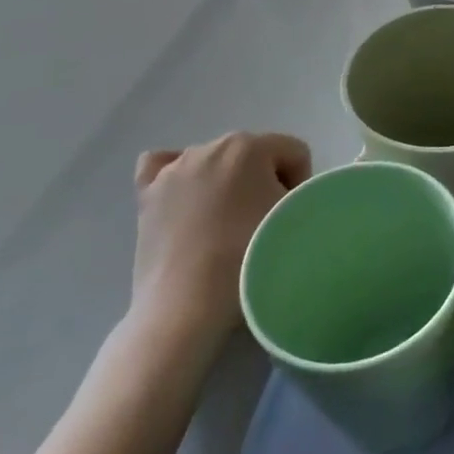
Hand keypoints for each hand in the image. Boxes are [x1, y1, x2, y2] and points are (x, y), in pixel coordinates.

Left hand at [131, 132, 311, 354]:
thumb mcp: (298, 219)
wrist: (188, 308)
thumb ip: (306, 194)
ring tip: (226, 226)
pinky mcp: (146, 195)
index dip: (302, 185)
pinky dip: (179, 177)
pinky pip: (163, 166)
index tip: (292, 218)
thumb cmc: (250, 258)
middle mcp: (208, 146)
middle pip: (256, 155)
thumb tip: (293, 199)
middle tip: (263, 225)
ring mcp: (172, 170)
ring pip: (215, 163)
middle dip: (265, 183)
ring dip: (228, 185)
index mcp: (249, 146)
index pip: (295, 152)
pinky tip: (187, 199)